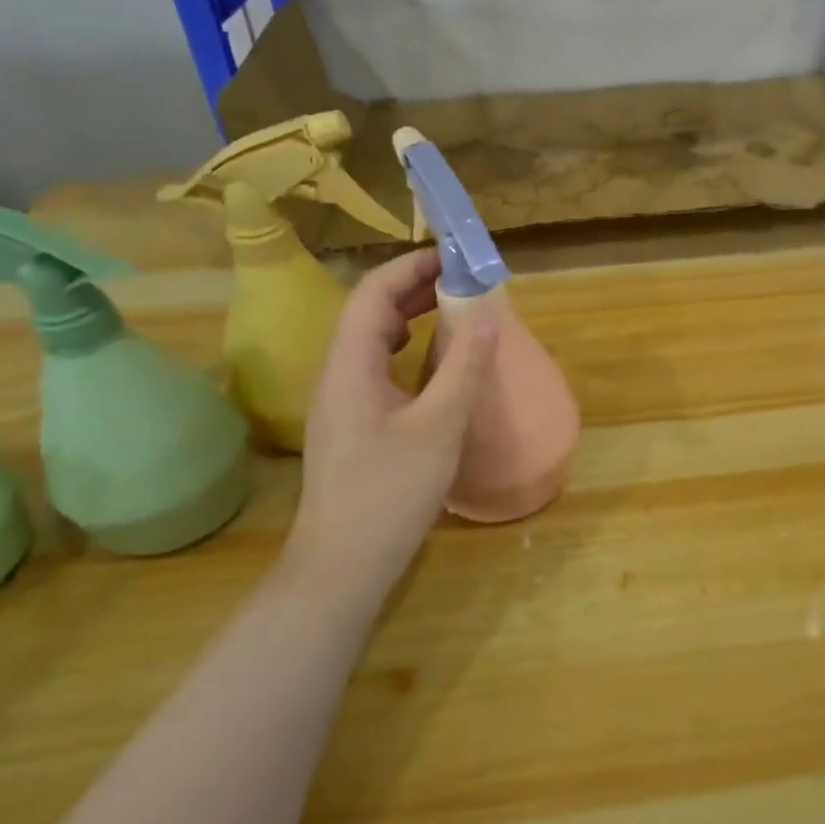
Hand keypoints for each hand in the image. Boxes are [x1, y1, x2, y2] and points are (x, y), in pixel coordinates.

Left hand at [286, 250, 497, 586]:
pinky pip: (375, 369)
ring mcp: (340, 403)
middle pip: (368, 313)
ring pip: (370, 342)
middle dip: (413, 289)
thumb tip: (488, 315)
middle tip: (461, 281)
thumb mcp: (438, 427)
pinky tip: (430, 367)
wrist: (341, 565)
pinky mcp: (351, 427)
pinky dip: (405, 351)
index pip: (373, 294)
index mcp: (349, 365)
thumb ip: (464, 368)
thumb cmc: (389, 492)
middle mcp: (336, 375)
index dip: (411, 268)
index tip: (453, 258)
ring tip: (450, 312)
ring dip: (408, 318)